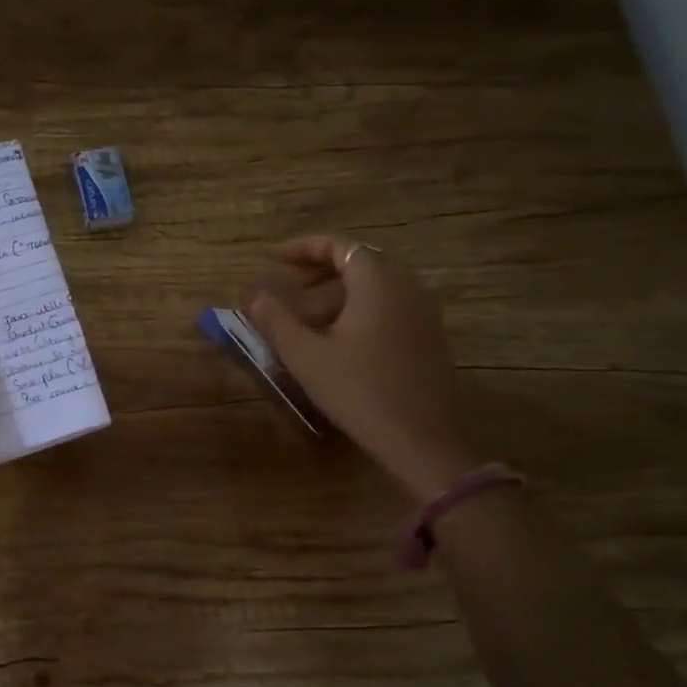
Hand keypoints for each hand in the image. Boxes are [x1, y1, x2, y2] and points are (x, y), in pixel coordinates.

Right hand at [245, 235, 480, 496]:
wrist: (422, 441)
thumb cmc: (359, 391)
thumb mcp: (306, 356)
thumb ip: (276, 319)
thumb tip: (254, 296)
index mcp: (378, 282)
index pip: (339, 245)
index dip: (303, 247)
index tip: (273, 258)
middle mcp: (407, 287)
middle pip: (360, 262)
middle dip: (320, 270)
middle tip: (288, 286)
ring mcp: (425, 313)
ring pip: (376, 287)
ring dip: (339, 293)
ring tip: (308, 317)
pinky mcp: (431, 338)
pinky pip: (391, 307)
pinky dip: (361, 309)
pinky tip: (340, 340)